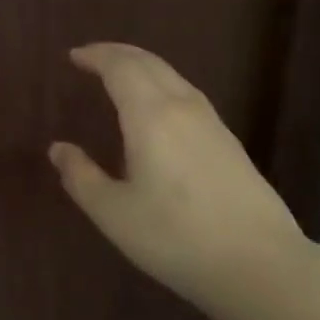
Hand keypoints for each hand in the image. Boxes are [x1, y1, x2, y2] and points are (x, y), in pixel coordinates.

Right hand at [48, 43, 312, 305]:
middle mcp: (183, 108)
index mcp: (150, 116)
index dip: (96, 56)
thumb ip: (81, 177)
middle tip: (92, 57)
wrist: (260, 266)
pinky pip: (188, 95)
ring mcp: (212, 124)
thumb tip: (59, 149)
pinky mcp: (230, 144)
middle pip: (150, 63)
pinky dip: (163, 86)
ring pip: (173, 77)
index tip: (73, 56)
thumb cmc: (175, 237)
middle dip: (118, 54)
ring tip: (121, 77)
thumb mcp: (114, 213)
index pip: (121, 67)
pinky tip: (158, 110)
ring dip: (143, 67)